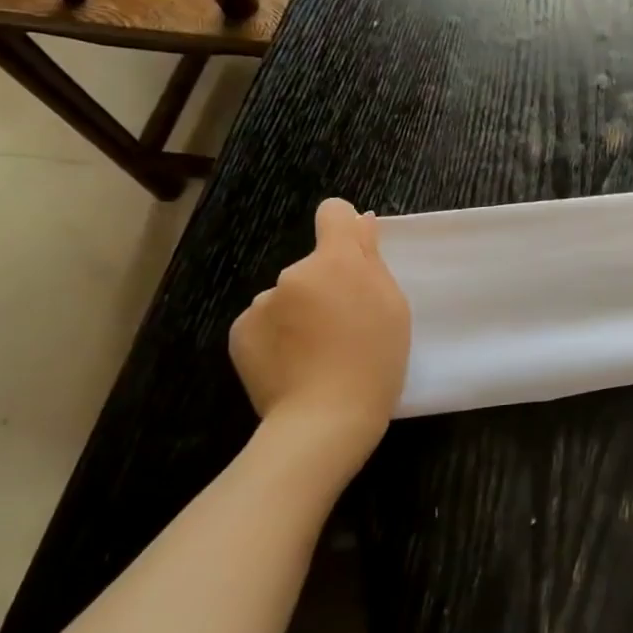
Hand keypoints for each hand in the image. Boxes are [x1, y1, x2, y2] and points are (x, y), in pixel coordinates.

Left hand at [229, 198, 409, 461]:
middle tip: (345, 328)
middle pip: (314, 266)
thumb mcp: (392, 306)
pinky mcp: (240, 332)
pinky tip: (292, 365)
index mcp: (337, 261)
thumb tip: (360, 221)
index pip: (333, 213)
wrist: (325, 419)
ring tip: (317, 354)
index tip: (354, 255)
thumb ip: (371, 259)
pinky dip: (277, 337)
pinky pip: (265, 322)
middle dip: (326, 286)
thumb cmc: (375, 360)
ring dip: (300, 313)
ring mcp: (262, 302)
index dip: (344, 228)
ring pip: (288, 296)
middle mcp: (294, 272)